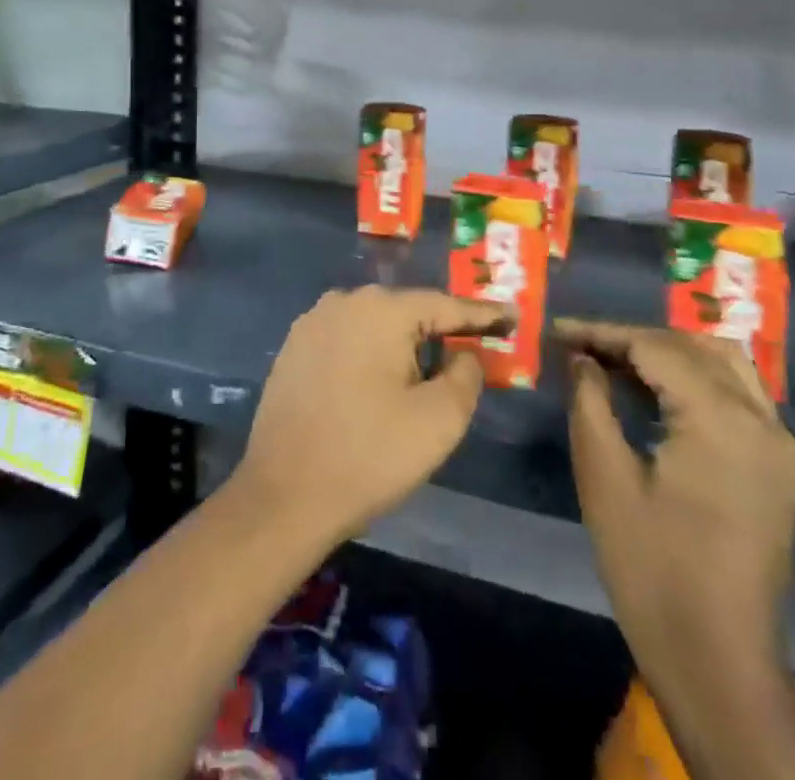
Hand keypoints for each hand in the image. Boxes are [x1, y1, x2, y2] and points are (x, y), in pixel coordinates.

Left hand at [234, 287, 504, 548]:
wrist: (283, 495)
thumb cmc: (369, 455)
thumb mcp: (439, 420)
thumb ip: (466, 375)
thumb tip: (462, 353)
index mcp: (381, 309)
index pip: (445, 305)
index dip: (482, 315)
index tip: (511, 316)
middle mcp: (344, 301)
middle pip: (408, 313)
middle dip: (439, 334)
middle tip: (469, 357)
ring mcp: (313, 322)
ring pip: (375, 327)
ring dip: (402, 348)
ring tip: (423, 380)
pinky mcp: (293, 348)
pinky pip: (347, 341)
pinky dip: (369, 356)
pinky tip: (377, 387)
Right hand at [554, 320, 794, 650]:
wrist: (719, 663)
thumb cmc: (652, 568)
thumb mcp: (604, 476)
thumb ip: (591, 401)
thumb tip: (582, 358)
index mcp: (720, 417)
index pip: (654, 346)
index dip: (602, 332)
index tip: (556, 330)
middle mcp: (760, 418)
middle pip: (690, 347)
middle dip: (632, 339)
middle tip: (581, 346)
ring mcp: (778, 442)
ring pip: (722, 362)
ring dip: (668, 351)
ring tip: (617, 361)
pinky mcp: (778, 465)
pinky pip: (738, 393)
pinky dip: (697, 376)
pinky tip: (659, 392)